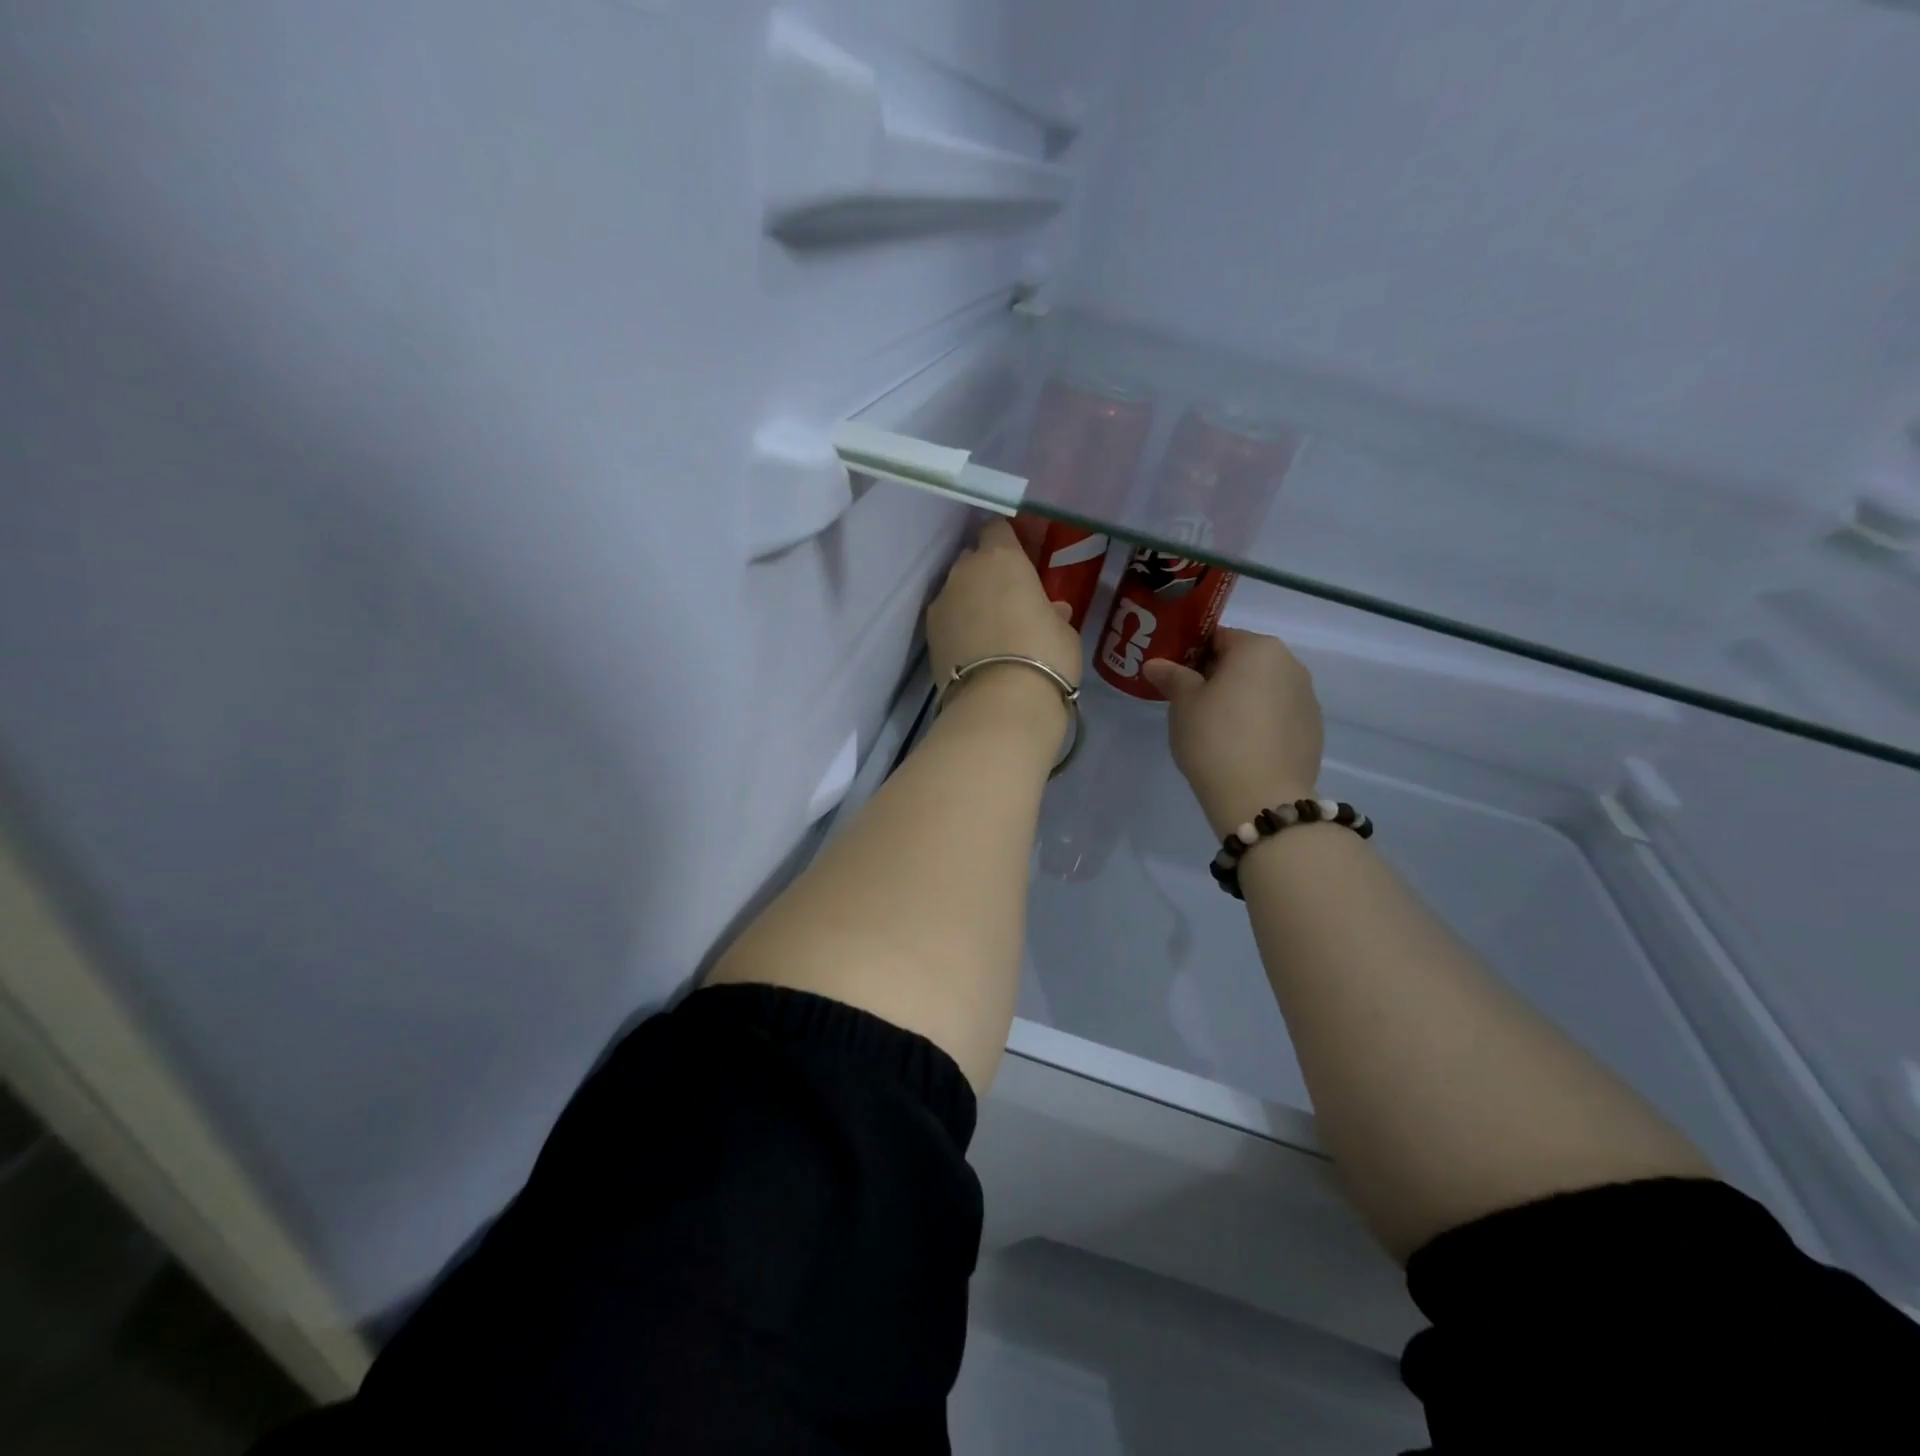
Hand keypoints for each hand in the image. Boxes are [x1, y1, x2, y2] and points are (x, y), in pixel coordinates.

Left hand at [927, 518, 1080, 720]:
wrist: (1000, 703)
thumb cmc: (1045, 656)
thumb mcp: (1063, 631)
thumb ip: (1052, 612)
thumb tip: (1050, 610)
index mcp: (1001, 558)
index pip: (997, 529)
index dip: (1008, 542)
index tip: (1021, 560)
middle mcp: (964, 571)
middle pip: (972, 559)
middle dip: (986, 572)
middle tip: (1008, 597)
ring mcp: (941, 603)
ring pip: (956, 590)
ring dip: (970, 601)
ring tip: (990, 629)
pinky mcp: (929, 635)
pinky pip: (947, 620)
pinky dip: (958, 627)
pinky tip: (974, 649)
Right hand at [1141, 628, 1323, 837]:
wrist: (1260, 798)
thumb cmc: (1215, 739)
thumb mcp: (1184, 705)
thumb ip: (1173, 677)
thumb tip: (1156, 664)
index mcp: (1259, 649)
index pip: (1219, 637)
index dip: (1193, 654)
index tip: (1176, 676)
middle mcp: (1291, 665)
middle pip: (1246, 662)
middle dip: (1219, 677)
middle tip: (1191, 704)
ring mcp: (1307, 700)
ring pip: (1265, 690)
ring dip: (1242, 700)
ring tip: (1216, 730)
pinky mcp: (1314, 732)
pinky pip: (1279, 717)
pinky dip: (1260, 724)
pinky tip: (1241, 749)